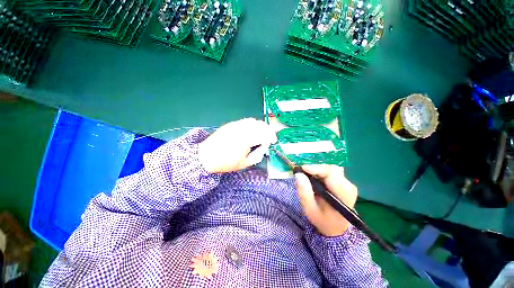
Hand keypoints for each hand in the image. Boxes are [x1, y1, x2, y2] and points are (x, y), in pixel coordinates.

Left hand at [198, 118, 276, 172]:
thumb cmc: (225, 162)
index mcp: (246, 140)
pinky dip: (252, 124)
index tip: (273, 141)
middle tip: (269, 137)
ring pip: (253, 121)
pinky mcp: (231, 124)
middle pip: (260, 125)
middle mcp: (242, 129)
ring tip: (261, 133)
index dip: (271, 137)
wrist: (206, 156)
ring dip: (260, 126)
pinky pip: (245, 121)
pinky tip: (251, 131)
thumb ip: (257, 155)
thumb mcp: (244, 163)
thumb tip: (263, 148)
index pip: (264, 134)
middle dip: (268, 130)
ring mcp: (236, 125)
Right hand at [295, 165, 357, 236]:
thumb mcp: (310, 209)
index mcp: (342, 194)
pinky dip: (321, 173)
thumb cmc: (323, 220)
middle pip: (331, 169)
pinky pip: (332, 172)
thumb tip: (298, 174)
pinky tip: (315, 179)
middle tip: (303, 173)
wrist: (337, 229)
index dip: (316, 168)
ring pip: (331, 169)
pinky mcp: (345, 183)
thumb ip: (304, 192)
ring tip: (308, 177)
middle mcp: (348, 187)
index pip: (331, 173)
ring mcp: (348, 184)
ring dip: (318, 171)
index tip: (302, 169)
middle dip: (316, 169)